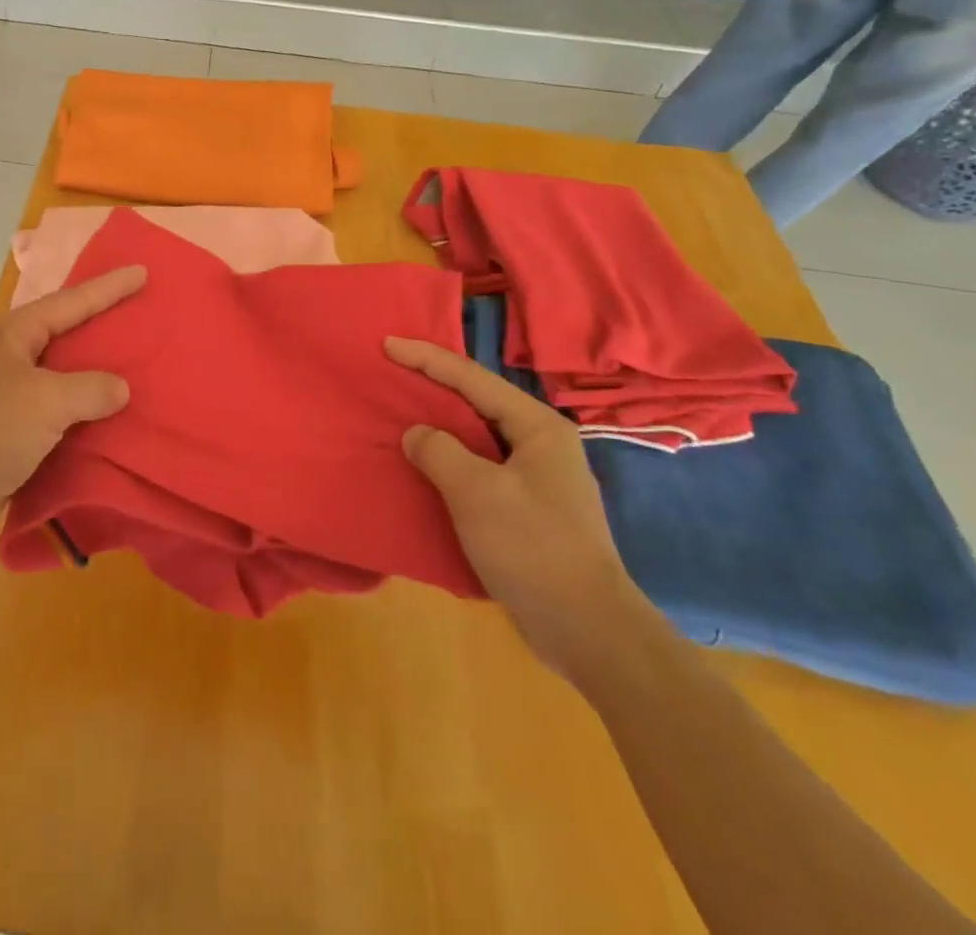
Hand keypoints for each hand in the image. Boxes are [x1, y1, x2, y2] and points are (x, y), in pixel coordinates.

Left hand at [0, 265, 147, 539]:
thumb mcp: (45, 402)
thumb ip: (90, 389)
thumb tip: (120, 388)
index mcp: (13, 334)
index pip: (71, 301)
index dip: (108, 287)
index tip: (142, 272)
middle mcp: (10, 354)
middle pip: (65, 329)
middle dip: (102, 320)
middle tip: (141, 310)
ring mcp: (8, 389)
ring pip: (63, 369)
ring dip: (95, 367)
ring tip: (134, 358)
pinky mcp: (11, 424)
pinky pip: (58, 404)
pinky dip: (84, 404)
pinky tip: (110, 410)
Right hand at [385, 337, 651, 681]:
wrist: (588, 630)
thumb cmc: (533, 548)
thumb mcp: (477, 492)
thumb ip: (439, 451)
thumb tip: (417, 434)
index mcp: (537, 428)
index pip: (472, 378)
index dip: (427, 358)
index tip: (388, 344)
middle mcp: (541, 444)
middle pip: (477, 400)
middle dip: (434, 384)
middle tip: (392, 372)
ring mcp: (537, 478)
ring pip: (477, 435)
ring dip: (439, 423)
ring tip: (400, 413)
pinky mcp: (527, 508)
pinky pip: (478, 466)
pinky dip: (448, 458)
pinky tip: (425, 465)